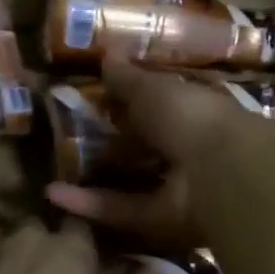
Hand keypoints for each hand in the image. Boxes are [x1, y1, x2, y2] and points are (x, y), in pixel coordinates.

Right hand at [43, 58, 245, 246]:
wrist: (222, 172)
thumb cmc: (192, 116)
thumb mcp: (154, 88)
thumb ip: (129, 77)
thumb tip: (108, 54)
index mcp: (196, 110)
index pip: (165, 102)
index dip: (137, 98)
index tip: (102, 95)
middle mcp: (190, 149)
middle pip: (149, 146)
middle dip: (117, 142)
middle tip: (71, 134)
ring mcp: (178, 187)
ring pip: (135, 181)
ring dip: (97, 176)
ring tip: (55, 167)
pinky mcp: (161, 220)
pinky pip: (122, 209)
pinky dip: (89, 204)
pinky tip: (52, 193)